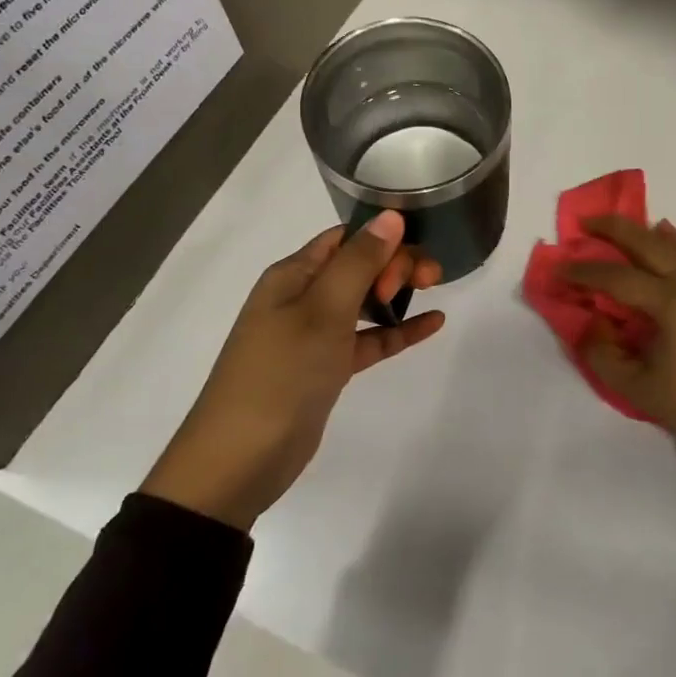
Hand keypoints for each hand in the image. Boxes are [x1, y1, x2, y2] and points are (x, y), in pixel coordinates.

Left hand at [141, 211, 444, 530]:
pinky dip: (397, 330)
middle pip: (358, 266)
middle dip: (396, 264)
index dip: (382, 239)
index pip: (345, 238)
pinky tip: (432, 323)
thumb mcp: (323, 311)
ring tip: (435, 290)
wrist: (240, 460)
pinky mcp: (327, 367)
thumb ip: (360, 262)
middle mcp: (302, 297)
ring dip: (398, 292)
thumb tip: (391, 216)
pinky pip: (369, 339)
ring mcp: (314, 334)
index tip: (413, 255)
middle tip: (427, 280)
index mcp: (293, 275)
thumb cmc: (281, 374)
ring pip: (365, 300)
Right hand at [562, 216, 675, 450]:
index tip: (559, 268)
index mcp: (670, 304)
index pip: (617, 278)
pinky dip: (672, 242)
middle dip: (613, 229)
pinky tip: (665, 236)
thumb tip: (590, 323)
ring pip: (673, 245)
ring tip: (619, 226)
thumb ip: (604, 356)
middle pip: (647, 243)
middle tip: (586, 222)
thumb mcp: (640, 389)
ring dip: (642, 232)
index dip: (584, 271)